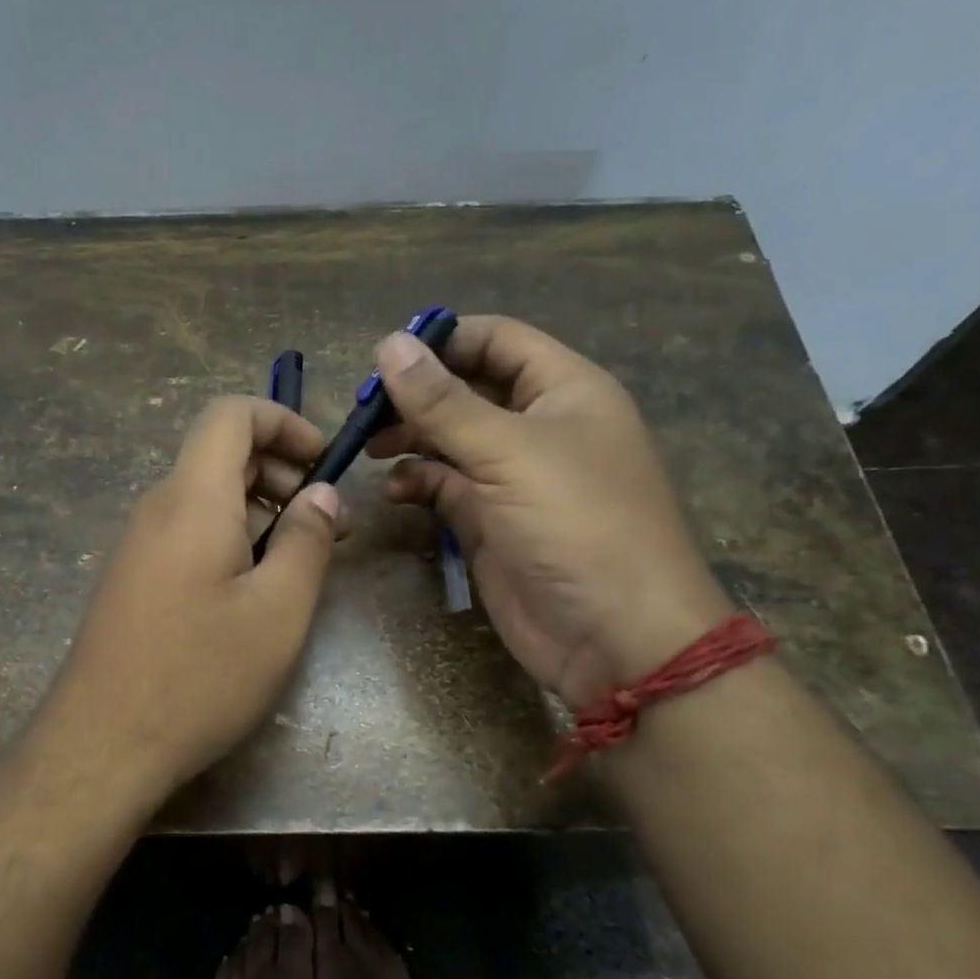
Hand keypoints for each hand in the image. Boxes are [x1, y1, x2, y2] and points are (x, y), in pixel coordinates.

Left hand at [36, 396, 349, 799]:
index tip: (324, 463)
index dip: (283, 421)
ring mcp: (140, 544)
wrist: (102, 743)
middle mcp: (159, 507)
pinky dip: (232, 538)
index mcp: (192, 497)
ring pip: (207, 497)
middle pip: (221, 454)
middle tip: (327, 522)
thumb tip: (322, 495)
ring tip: (302, 560)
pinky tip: (256, 590)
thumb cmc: (199, 674)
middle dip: (281, 471)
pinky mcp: (135, 578)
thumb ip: (306, 540)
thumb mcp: (278, 610)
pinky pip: (189, 532)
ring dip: (261, 510)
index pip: (230, 414)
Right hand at [367, 316, 731, 706]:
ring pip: (450, 439)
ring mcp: (512, 476)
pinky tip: (397, 491)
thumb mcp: (508, 453)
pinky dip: (418, 482)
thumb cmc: (576, 525)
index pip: (497, 341)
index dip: (443, 341)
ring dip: (410, 438)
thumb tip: (388, 344)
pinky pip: (445, 486)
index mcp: (563, 391)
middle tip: (365, 410)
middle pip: (466, 389)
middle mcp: (538, 426)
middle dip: (416, 395)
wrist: (614, 637)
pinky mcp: (490, 520)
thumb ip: (443, 402)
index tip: (384, 357)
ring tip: (370, 448)